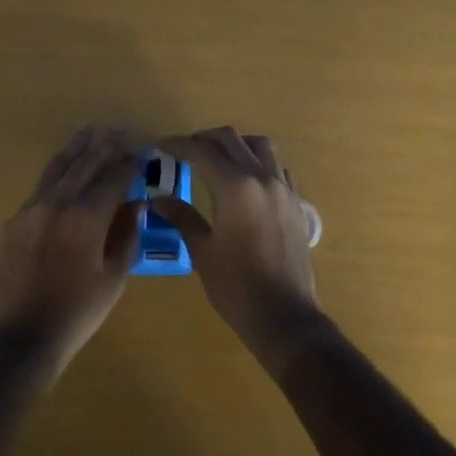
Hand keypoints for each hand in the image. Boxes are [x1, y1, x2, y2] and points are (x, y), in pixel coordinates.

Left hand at [0, 128, 142, 370]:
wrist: (24, 335)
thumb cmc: (79, 310)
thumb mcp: (114, 275)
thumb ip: (127, 233)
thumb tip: (136, 204)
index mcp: (86, 216)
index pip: (114, 176)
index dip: (131, 162)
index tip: (144, 151)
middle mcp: (57, 202)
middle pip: (86, 163)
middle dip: (107, 145)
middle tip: (123, 132)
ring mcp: (31, 208)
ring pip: (59, 167)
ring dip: (78, 148)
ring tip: (91, 131)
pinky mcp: (16, 220)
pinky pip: (41, 187)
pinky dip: (58, 171)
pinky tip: (65, 167)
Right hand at [152, 128, 323, 363]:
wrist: (283, 316)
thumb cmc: (236, 286)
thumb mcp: (202, 250)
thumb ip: (182, 217)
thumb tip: (158, 199)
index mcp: (236, 187)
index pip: (202, 151)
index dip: (177, 145)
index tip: (160, 147)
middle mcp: (262, 178)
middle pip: (231, 139)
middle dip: (204, 139)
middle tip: (184, 151)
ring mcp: (284, 190)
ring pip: (260, 147)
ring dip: (235, 145)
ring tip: (217, 159)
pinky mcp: (296, 204)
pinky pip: (278, 169)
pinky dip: (258, 164)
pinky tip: (246, 183)